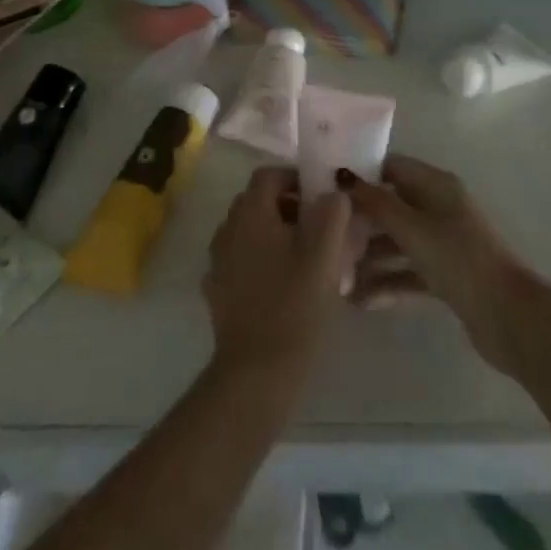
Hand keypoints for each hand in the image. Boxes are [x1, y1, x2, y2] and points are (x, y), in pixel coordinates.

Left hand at [204, 167, 351, 381]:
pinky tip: (283, 287)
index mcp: (250, 212)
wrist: (257, 374)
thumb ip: (332, 213)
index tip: (321, 198)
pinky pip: (242, 260)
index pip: (268, 175)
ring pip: (250, 232)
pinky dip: (261, 262)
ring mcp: (218, 261)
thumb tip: (333, 193)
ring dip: (275, 235)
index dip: (295, 178)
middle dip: (288, 207)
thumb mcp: (324, 255)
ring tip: (305, 260)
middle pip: (258, 202)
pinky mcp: (217, 291)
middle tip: (319, 230)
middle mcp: (227, 228)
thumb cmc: (294, 307)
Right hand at [339, 155, 535, 375]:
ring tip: (337, 276)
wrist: (511, 318)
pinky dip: (388, 283)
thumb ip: (376, 203)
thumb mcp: (413, 228)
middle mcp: (440, 208)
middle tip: (325, 236)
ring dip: (370, 257)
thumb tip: (342, 176)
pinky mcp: (447, 277)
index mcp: (436, 185)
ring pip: (398, 242)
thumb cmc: (459, 260)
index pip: (391, 167)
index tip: (327, 188)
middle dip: (361, 221)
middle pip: (392, 206)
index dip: (361, 175)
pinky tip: (361, 301)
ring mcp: (444, 243)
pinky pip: (409, 272)